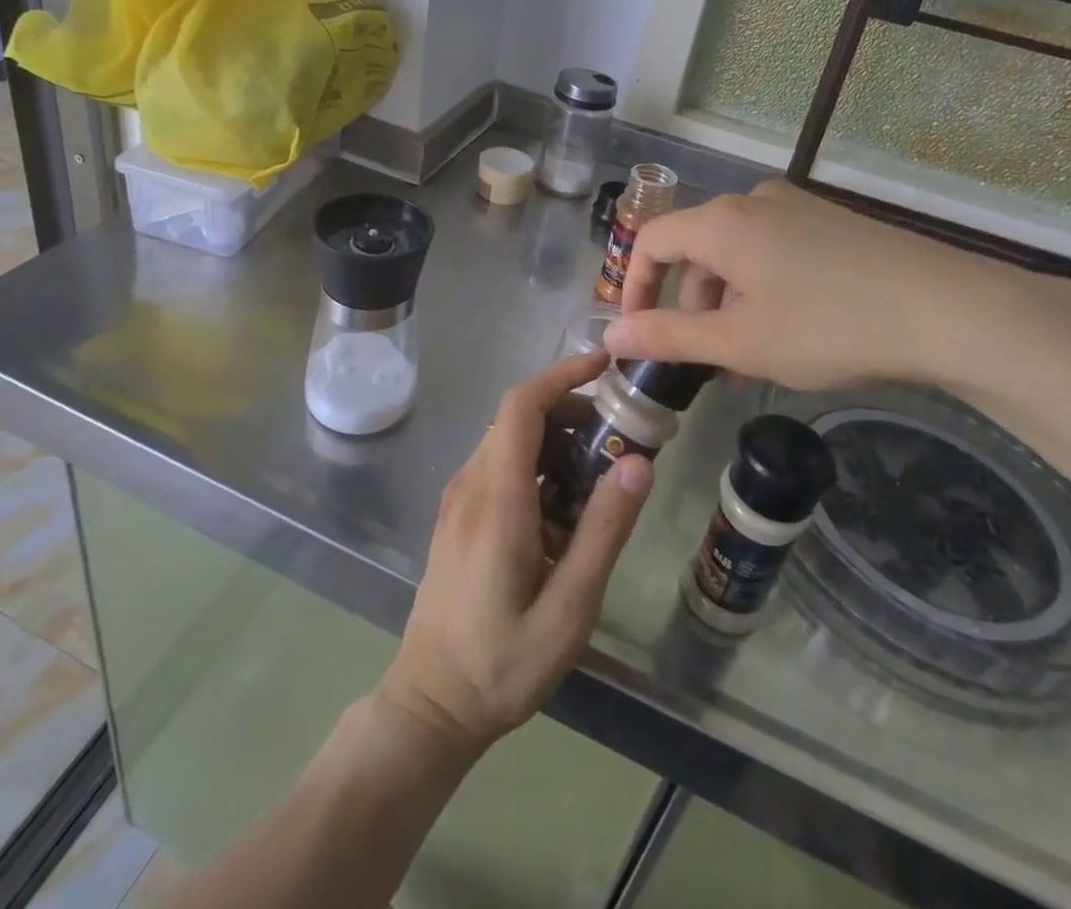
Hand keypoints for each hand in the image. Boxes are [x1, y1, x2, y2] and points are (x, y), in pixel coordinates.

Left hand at [375, 351, 651, 759]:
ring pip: (508, 441)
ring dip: (554, 439)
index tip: (604, 365)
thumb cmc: (502, 663)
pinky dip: (536, 465)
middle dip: (569, 410)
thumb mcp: (570, 607)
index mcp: (496, 497)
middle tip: (619, 434)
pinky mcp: (457, 516)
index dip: (561, 375)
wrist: (431, 704)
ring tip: (600, 474)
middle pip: (517, 417)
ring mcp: (458, 499)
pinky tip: (564, 509)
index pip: (522, 406)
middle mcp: (470, 484)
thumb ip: (604, 531)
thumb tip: (639, 462)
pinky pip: (498, 467)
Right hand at [602, 180, 1052, 393]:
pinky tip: (789, 336)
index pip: (651, 242)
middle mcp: (753, 202)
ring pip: (736, 256)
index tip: (640, 334)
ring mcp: (796, 209)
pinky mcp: (830, 224)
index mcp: (721, 222)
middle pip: (695, 251)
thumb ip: (668, 337)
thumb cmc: (828, 326)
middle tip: (705, 362)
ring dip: (728, 307)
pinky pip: (773, 253)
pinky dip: (762, 293)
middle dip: (690, 308)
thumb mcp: (739, 342)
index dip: (635, 287)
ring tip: (749, 362)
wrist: (949, 310)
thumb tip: (610, 335)